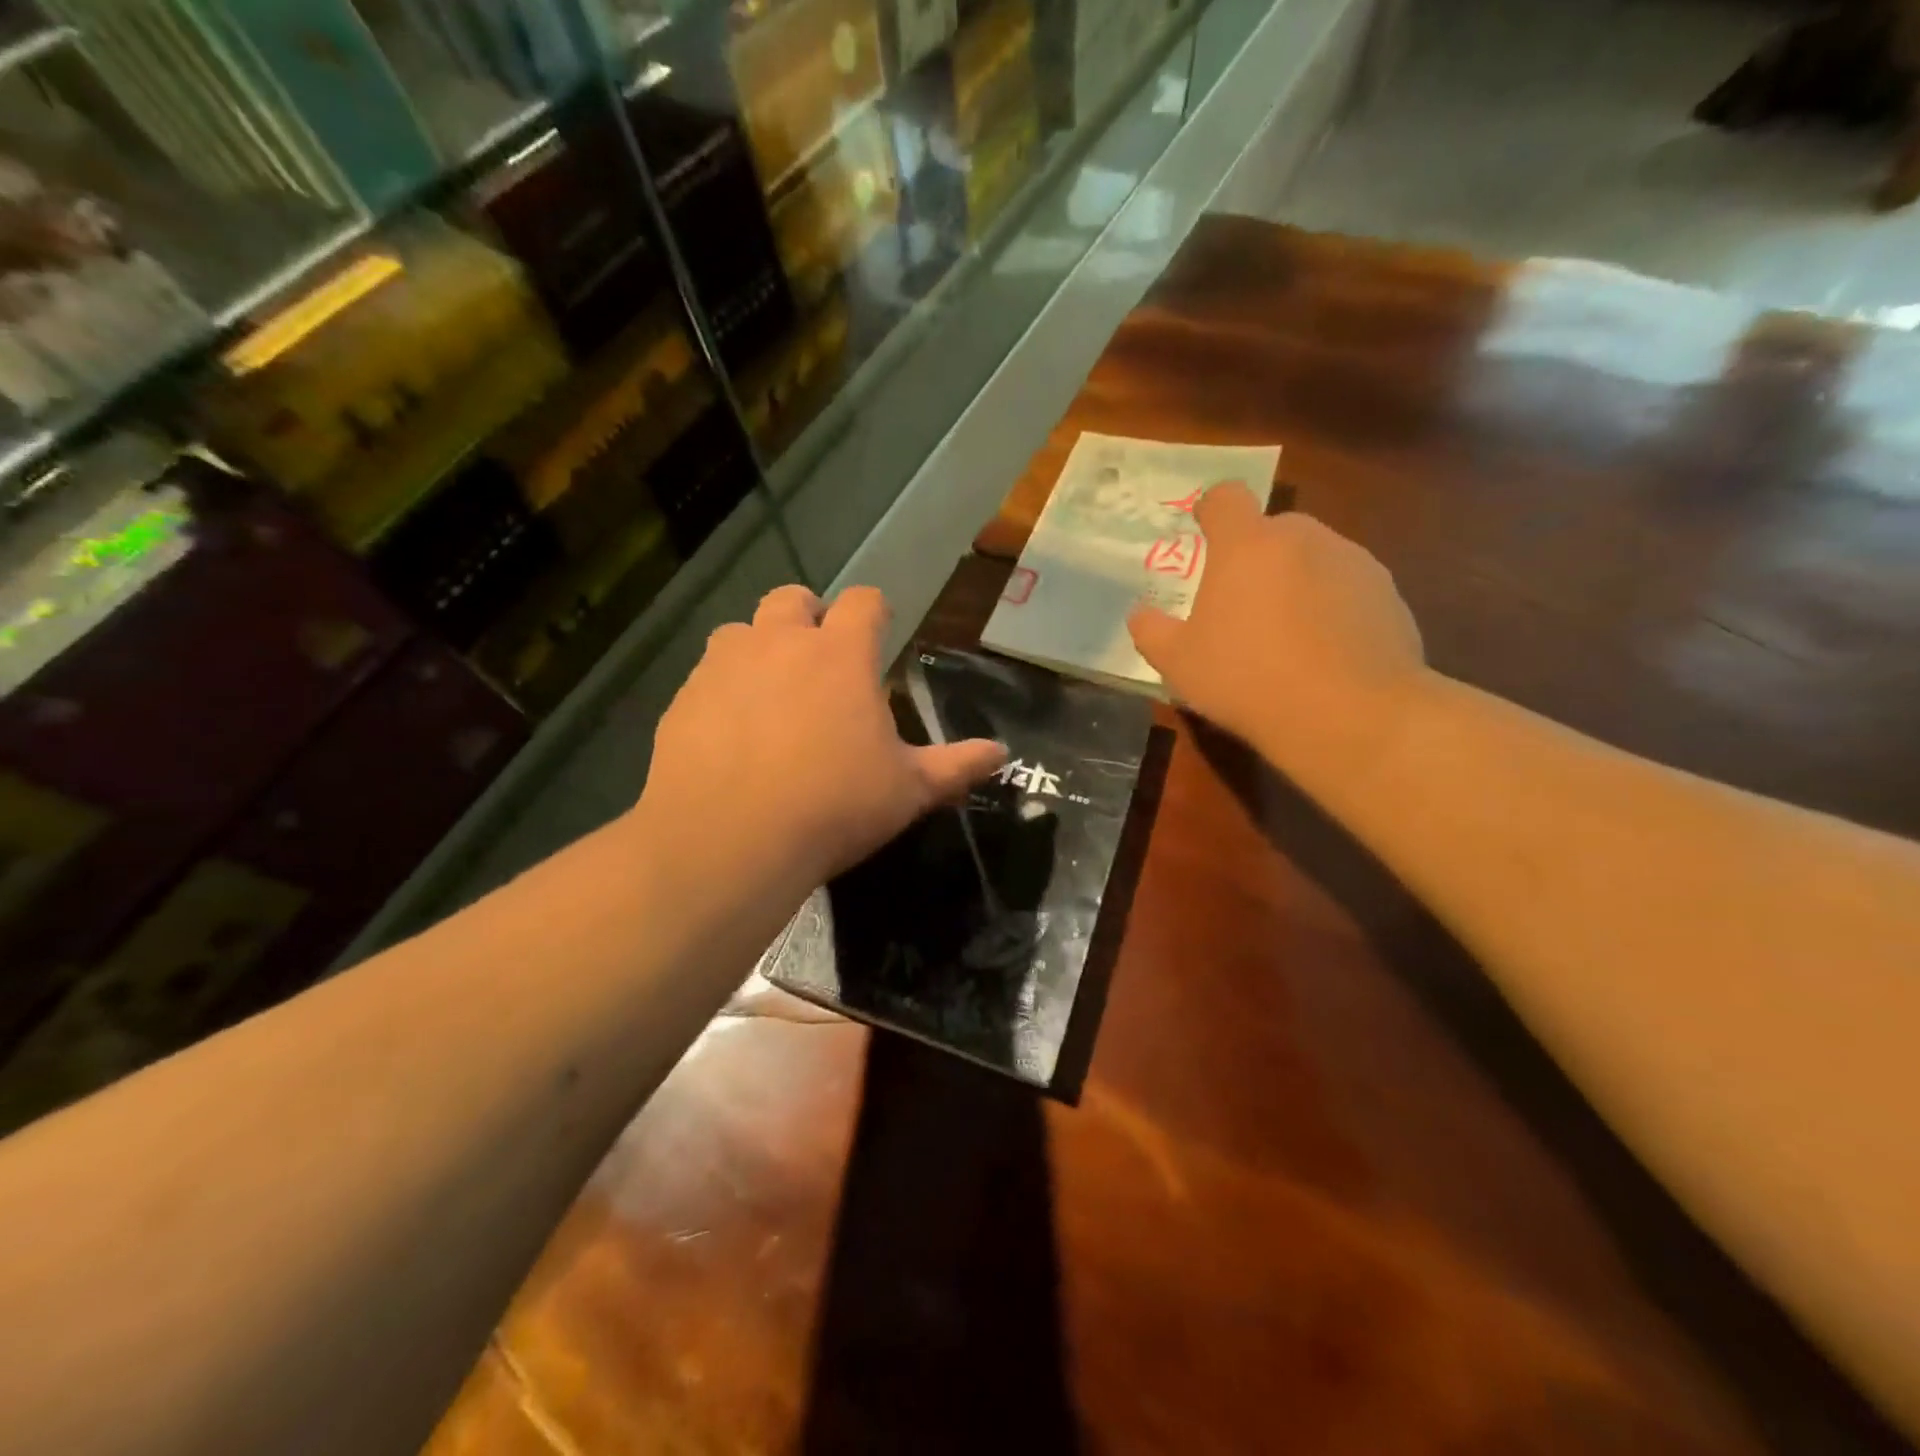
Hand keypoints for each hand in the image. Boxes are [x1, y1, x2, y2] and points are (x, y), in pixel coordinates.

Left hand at [636, 585, 1005, 897]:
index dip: (875, 612)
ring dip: (759, 648)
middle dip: (810, 617)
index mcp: (840, 655)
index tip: (879, 633)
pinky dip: (722, 689)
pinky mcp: (684, 697)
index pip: (864, 602)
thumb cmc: (833, 807)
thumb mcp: (907, 791)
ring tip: (770, 694)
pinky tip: (729, 733)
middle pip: (793, 598)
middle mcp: (780, 643)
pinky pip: (705, 675)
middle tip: (820, 662)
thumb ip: (956, 766)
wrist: (728, 840)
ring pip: (741, 630)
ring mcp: (725, 666)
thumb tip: (1002, 753)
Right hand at [1127, 483, 1427, 796]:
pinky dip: (1332, 607)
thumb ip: (1151, 630)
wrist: (1348, 713)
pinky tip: (1326, 653)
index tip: (1203, 531)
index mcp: (1246, 544)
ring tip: (1287, 636)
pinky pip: (1348, 587)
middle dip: (1255, 556)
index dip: (1211, 509)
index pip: (1225, 497)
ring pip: (1313, 558)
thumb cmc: (1247, 678)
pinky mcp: (1388, 593)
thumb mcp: (1178, 663)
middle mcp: (1302, 537)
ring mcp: (1353, 561)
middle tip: (1241, 605)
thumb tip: (1141, 614)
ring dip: (1295, 581)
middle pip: (1272, 530)